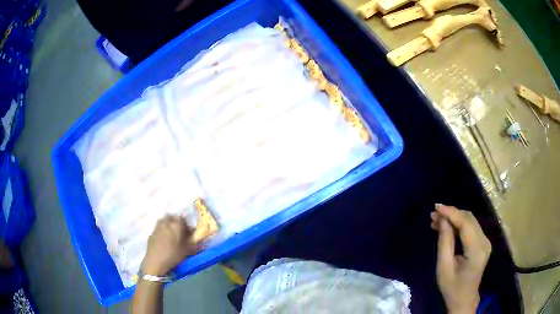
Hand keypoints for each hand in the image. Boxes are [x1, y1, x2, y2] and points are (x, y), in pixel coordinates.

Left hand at [142, 215, 199, 276]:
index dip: (187, 226)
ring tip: (172, 236)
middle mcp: (166, 222)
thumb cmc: (173, 255)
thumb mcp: (187, 251)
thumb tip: (201, 242)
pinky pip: (159, 228)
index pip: (183, 219)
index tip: (189, 233)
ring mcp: (157, 227)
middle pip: (172, 218)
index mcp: (176, 224)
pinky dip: (162, 231)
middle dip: (177, 223)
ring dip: (169, 225)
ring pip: (164, 221)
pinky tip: (164, 241)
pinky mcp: (151, 233)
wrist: (155, 262)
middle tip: (181, 233)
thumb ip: (195, 244)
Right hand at [431, 204, 491, 313]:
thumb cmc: (452, 288)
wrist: (464, 299)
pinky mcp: (482, 242)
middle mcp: (484, 242)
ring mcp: (485, 241)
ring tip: (436, 219)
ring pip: (470, 221)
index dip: (451, 213)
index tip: (436, 207)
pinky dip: (458, 224)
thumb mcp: (444, 268)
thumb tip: (443, 221)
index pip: (466, 224)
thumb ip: (445, 243)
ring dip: (454, 218)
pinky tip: (446, 226)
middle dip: (451, 213)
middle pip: (469, 219)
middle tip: (434, 214)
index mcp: (477, 251)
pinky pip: (470, 228)